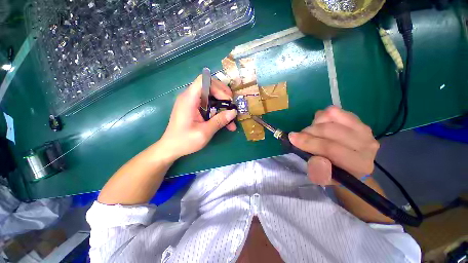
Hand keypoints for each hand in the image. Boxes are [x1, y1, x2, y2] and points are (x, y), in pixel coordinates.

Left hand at [159, 75, 236, 159]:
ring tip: (231, 117)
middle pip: (209, 86)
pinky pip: (208, 105)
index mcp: (189, 100)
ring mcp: (192, 103)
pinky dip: (217, 111)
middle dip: (223, 95)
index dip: (218, 87)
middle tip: (232, 106)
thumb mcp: (204, 133)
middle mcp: (190, 97)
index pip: (204, 81)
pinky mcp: (194, 108)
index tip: (227, 100)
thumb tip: (233, 112)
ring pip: (211, 96)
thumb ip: (219, 121)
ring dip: (222, 105)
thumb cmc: (184, 141)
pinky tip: (225, 122)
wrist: (171, 148)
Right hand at [289, 106, 378, 185]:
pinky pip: (334, 111)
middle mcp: (367, 145)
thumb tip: (316, 160)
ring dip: (315, 123)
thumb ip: (319, 174)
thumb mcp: (324, 179)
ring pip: (332, 116)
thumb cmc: (334, 173)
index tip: (292, 138)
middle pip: (330, 130)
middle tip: (300, 137)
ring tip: (312, 133)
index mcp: (359, 164)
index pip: (331, 148)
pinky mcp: (357, 119)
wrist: (349, 165)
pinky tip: (320, 125)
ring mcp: (363, 129)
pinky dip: (321, 116)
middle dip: (309, 132)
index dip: (309, 142)